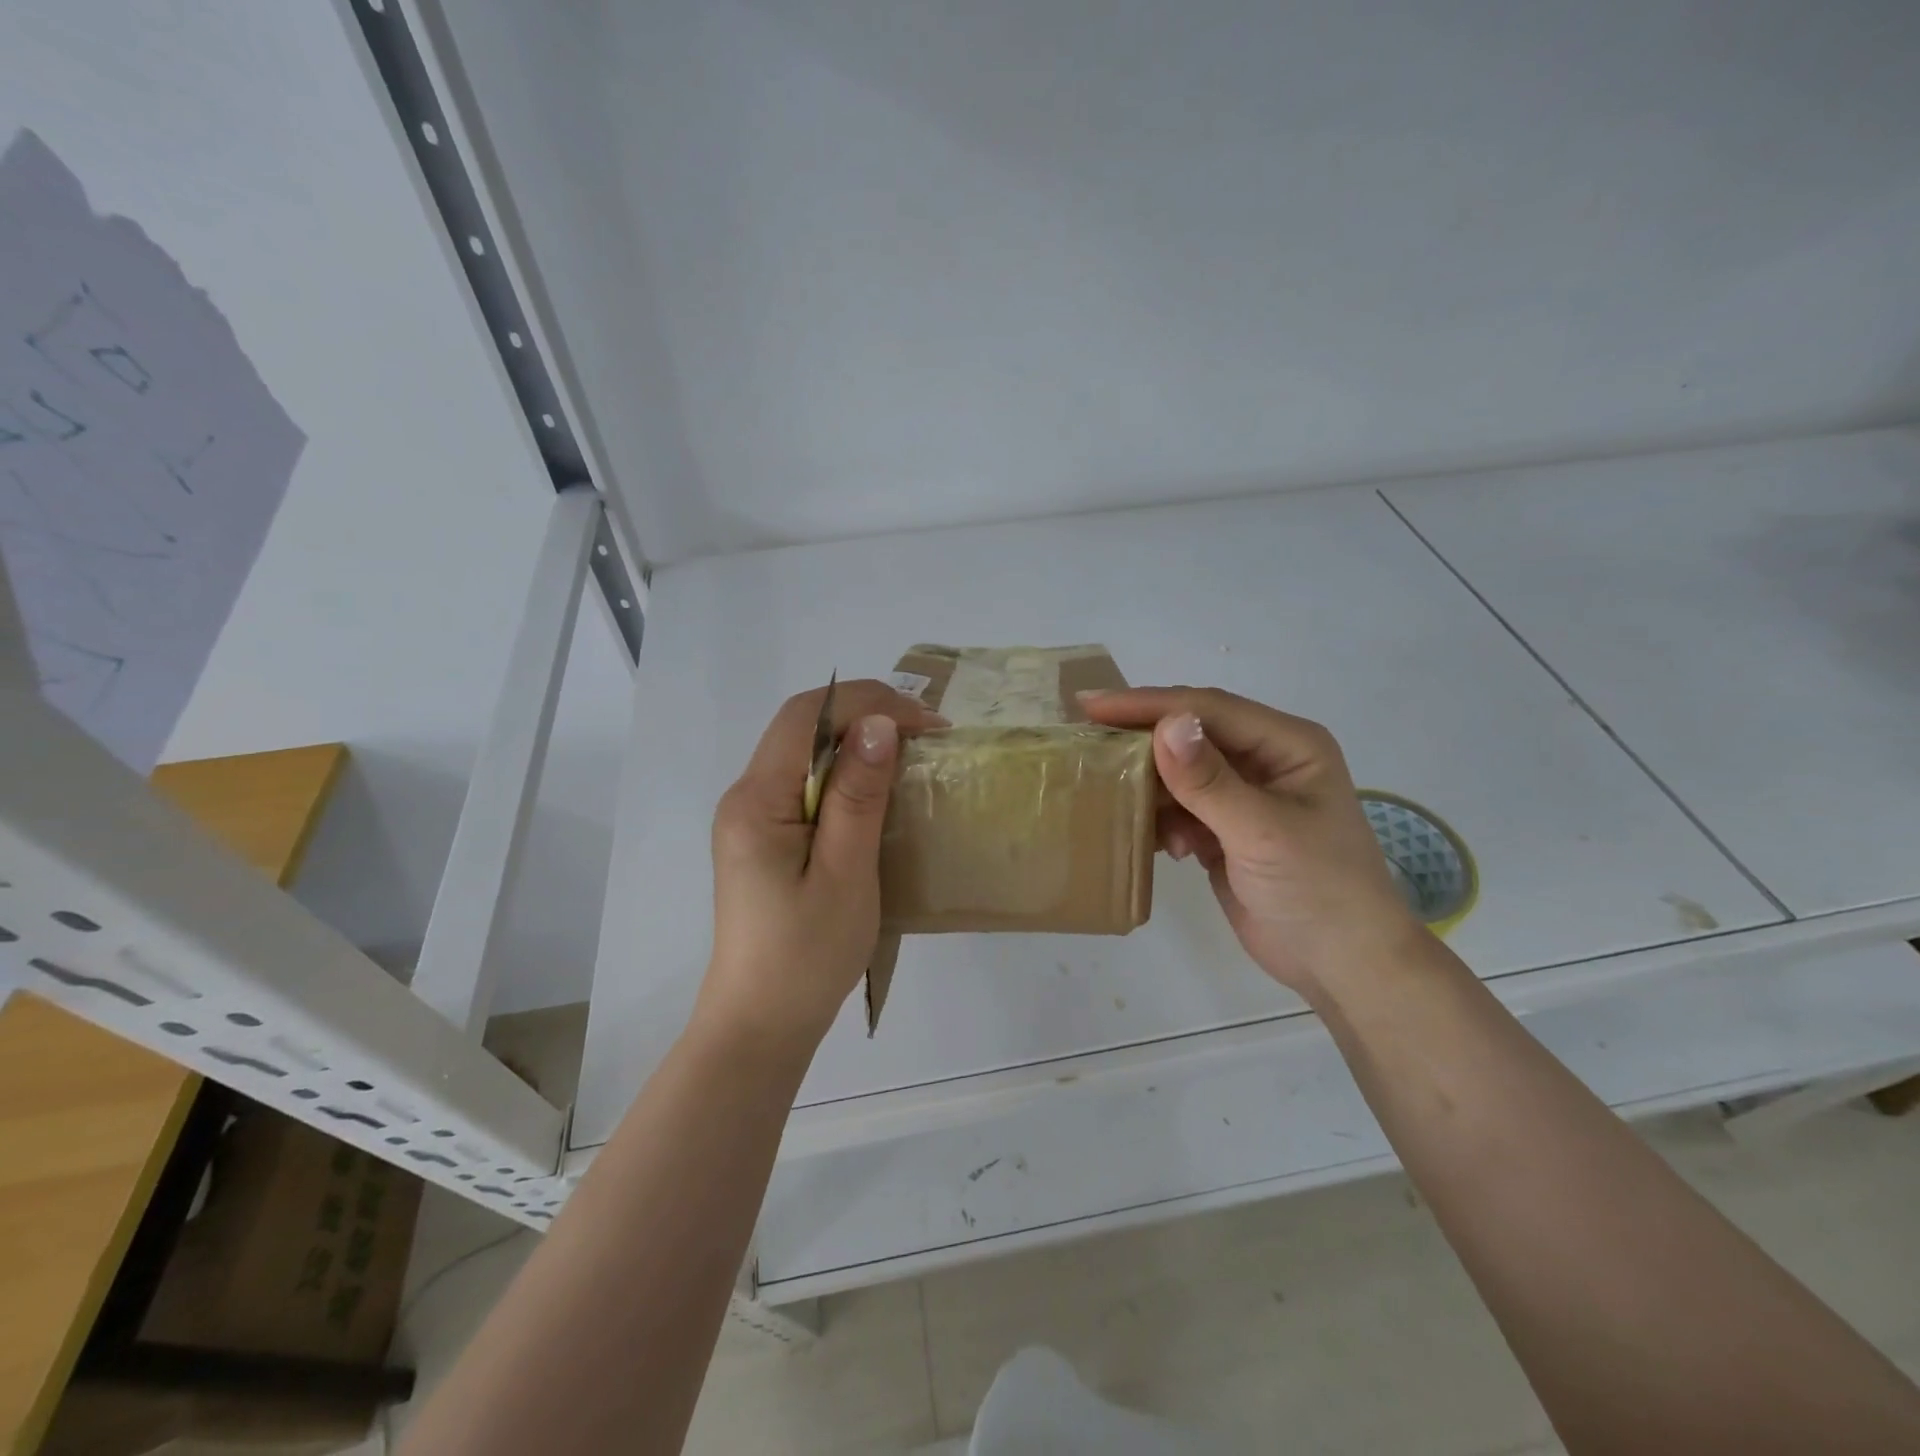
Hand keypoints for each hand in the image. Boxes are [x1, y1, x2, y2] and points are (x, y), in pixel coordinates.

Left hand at [694, 680, 946, 1056]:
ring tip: (912, 755)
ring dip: (857, 743)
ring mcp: (752, 818)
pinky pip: (806, 784)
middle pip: (802, 727)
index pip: (806, 716)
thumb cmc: (807, 955)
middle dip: (866, 716)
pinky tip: (879, 792)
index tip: (925, 723)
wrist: (762, 1024)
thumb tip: (878, 724)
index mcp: (756, 800)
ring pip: (805, 752)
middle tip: (927, 735)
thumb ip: (859, 796)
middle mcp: (745, 797)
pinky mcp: (765, 838)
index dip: (867, 703)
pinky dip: (846, 774)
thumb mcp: (845, 874)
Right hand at [1081, 687, 1420, 997]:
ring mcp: (1243, 796)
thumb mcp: (1263, 831)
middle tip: (1085, 741)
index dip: (1149, 705)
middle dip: (1141, 740)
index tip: (1092, 706)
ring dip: (1149, 787)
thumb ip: (1209, 781)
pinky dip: (1161, 821)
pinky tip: (1156, 843)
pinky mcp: (1225, 830)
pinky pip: (1179, 809)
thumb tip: (1165, 725)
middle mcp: (1264, 760)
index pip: (1208, 709)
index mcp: (1286, 744)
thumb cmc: (1318, 889)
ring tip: (1111, 795)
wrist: (1342, 966)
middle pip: (1190, 735)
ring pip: (1179, 774)